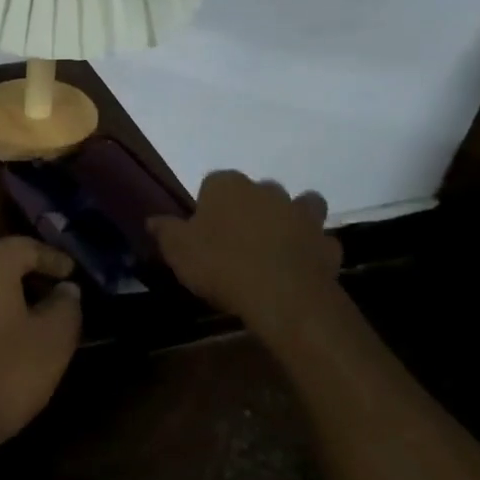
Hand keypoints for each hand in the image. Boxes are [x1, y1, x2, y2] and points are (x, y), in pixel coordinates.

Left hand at [0, 236, 81, 464]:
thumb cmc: (4, 374)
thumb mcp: (53, 340)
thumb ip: (66, 305)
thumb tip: (65, 289)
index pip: (26, 246)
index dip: (55, 259)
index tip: (76, 275)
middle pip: (2, 260)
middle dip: (34, 273)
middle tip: (62, 293)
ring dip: (13, 292)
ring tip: (41, 314)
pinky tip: (11, 331)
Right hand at [149, 171, 341, 325]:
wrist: (283, 296)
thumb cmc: (221, 265)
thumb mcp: (178, 250)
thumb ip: (166, 231)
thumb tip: (153, 220)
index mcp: (228, 186)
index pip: (213, 182)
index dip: (208, 204)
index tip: (202, 229)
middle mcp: (267, 191)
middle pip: (257, 191)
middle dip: (250, 207)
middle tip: (237, 238)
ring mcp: (302, 215)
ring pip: (300, 205)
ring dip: (292, 218)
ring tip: (277, 242)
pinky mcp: (326, 244)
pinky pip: (319, 241)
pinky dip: (312, 249)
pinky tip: (300, 266)